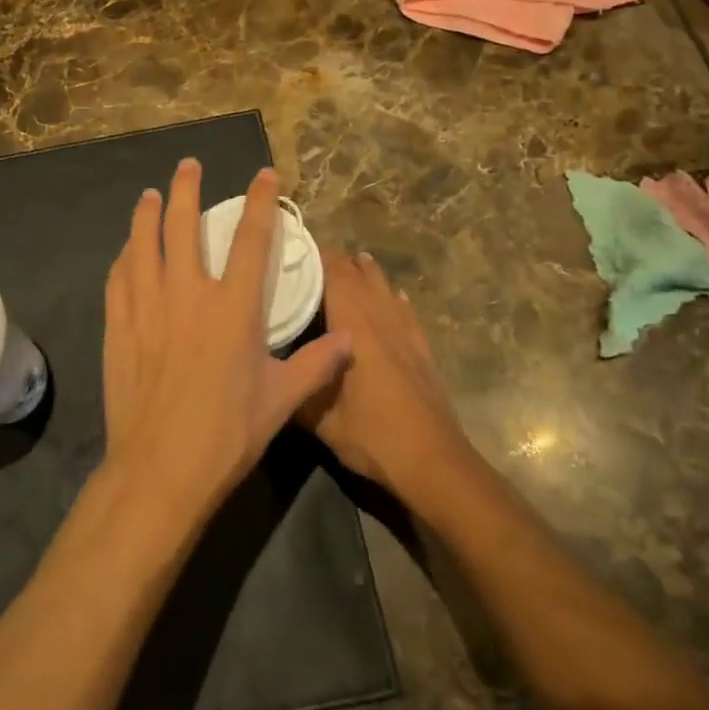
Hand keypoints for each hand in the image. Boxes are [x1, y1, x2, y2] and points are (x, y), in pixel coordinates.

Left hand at [101, 161, 350, 525]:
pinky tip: (126, 251)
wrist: (160, 469)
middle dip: (188, 188)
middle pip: (185, 226)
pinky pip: (119, 278)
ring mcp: (148, 307)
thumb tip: (353, 342)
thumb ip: (318, 365)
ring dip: (148, 214)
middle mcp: (188, 294)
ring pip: (144, 244)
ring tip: (151, 195)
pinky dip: (124, 258)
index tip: (264, 174)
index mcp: (232, 307)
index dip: (260, 202)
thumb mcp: (281, 401)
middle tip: (188, 165)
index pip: (251, 239)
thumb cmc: (227, 434)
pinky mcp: (120, 326)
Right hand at [298, 250, 473, 499]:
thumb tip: (273, 373)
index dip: (318, 257)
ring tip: (357, 259)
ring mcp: (405, 335)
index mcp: (354, 328)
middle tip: (315, 256)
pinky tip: (396, 296)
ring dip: (369, 274)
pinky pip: (407, 314)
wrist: (435, 463)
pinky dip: (397, 300)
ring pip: (385, 291)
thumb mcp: (321, 421)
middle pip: (360, 278)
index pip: (335, 276)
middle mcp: (380, 321)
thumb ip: (297, 391)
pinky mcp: (422, 352)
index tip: (297, 246)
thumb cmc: (374, 436)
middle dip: (339, 263)